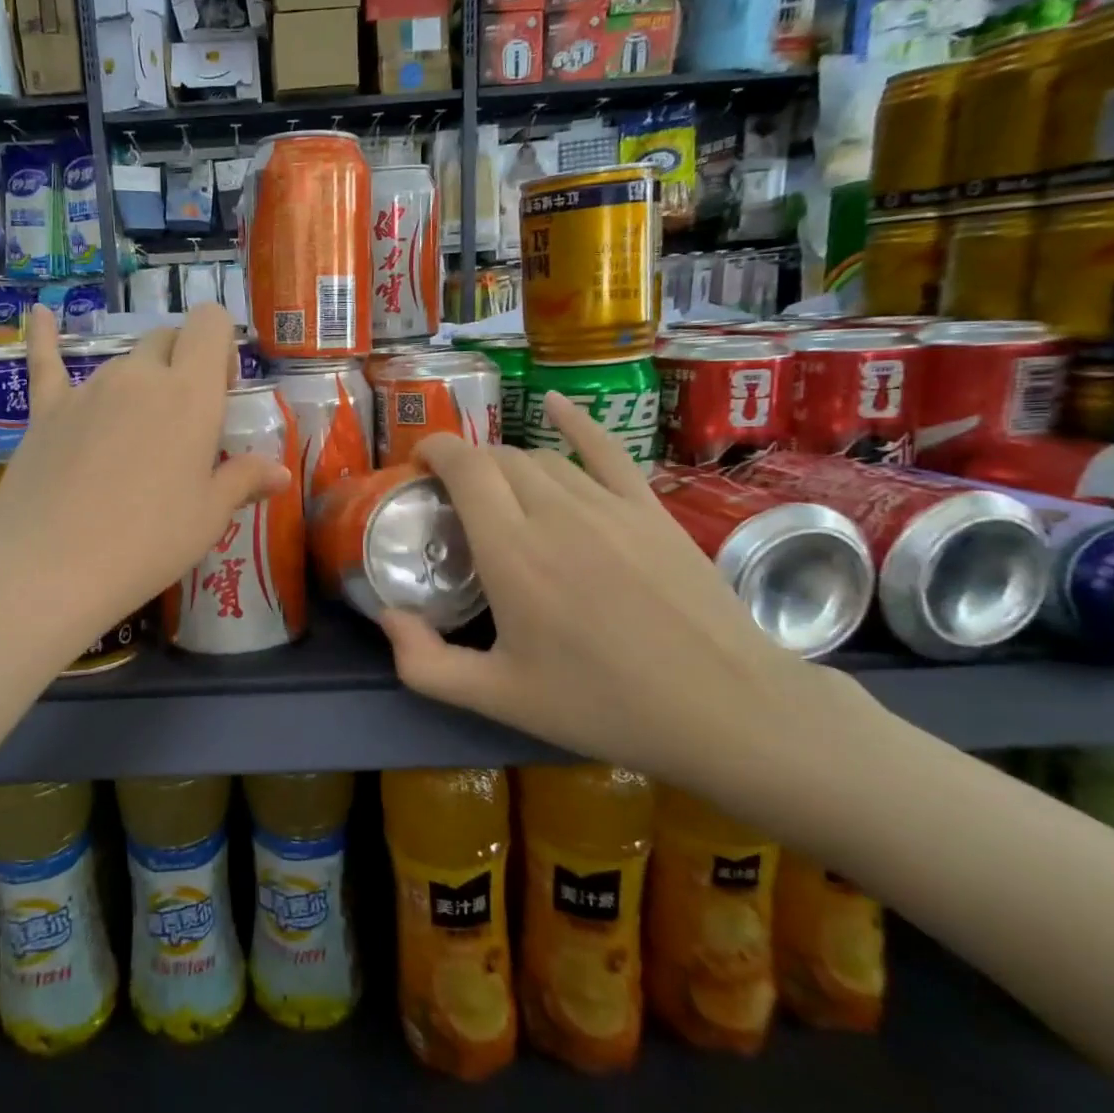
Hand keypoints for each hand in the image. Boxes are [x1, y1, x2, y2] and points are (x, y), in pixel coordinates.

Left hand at [0, 303, 290, 665]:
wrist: (50, 567)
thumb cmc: (147, 543)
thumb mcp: (208, 518)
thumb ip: (243, 480)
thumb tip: (279, 472)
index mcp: (189, 393)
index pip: (210, 324)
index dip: (221, 344)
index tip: (222, 389)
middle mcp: (139, 375)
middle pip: (167, 338)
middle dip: (183, 361)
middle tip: (186, 417)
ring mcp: (88, 388)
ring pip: (123, 361)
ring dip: (139, 379)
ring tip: (138, 429)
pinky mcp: (45, 409)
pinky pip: (45, 362)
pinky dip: (43, 336)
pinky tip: (38, 314)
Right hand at [379, 394, 822, 787]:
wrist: (726, 708)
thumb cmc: (603, 704)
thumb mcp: (498, 698)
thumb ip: (426, 664)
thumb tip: (387, 617)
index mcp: (512, 551)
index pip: (464, 468)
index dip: (434, 452)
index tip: (417, 467)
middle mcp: (555, 511)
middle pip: (498, 458)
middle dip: (466, 464)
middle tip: (452, 496)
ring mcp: (609, 504)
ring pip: (543, 457)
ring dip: (507, 463)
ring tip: (497, 488)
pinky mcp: (650, 508)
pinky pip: (606, 449)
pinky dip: (575, 422)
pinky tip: (555, 404)